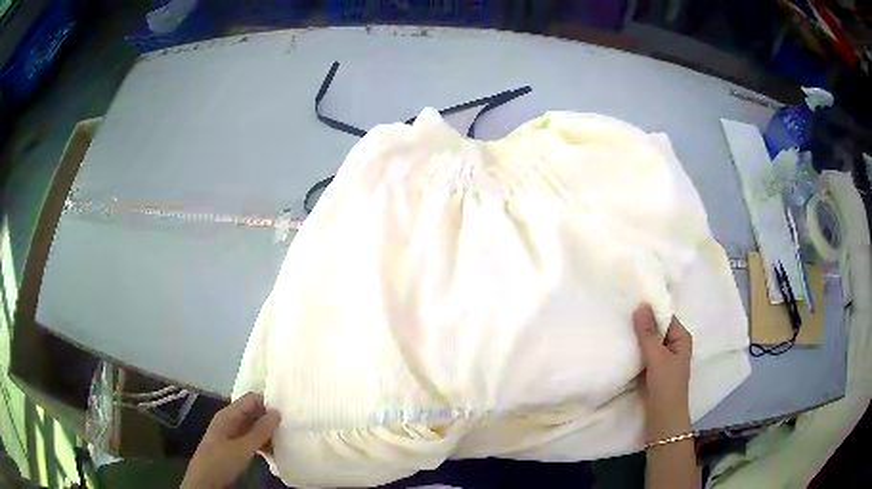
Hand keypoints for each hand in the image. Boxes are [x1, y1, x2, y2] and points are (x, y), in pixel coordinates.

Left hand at [182, 392, 280, 488]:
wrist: (206, 481)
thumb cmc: (221, 460)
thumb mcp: (242, 447)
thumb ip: (260, 431)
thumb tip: (277, 412)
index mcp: (228, 415)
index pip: (251, 399)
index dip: (268, 401)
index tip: (289, 408)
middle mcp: (230, 420)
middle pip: (253, 412)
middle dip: (270, 417)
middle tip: (292, 423)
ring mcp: (233, 434)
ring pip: (254, 427)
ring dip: (268, 432)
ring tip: (288, 437)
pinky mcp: (236, 446)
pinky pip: (253, 439)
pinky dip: (264, 442)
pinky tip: (276, 449)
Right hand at [632, 303, 692, 442]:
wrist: (663, 419)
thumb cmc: (666, 386)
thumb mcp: (657, 357)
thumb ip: (648, 333)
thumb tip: (640, 305)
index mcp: (681, 338)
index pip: (665, 316)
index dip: (650, 310)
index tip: (630, 302)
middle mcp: (674, 345)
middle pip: (657, 329)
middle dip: (641, 324)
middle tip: (620, 314)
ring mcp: (664, 359)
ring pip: (649, 343)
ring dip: (637, 339)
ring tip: (618, 328)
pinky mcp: (654, 371)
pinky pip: (644, 355)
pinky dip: (635, 352)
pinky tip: (622, 348)